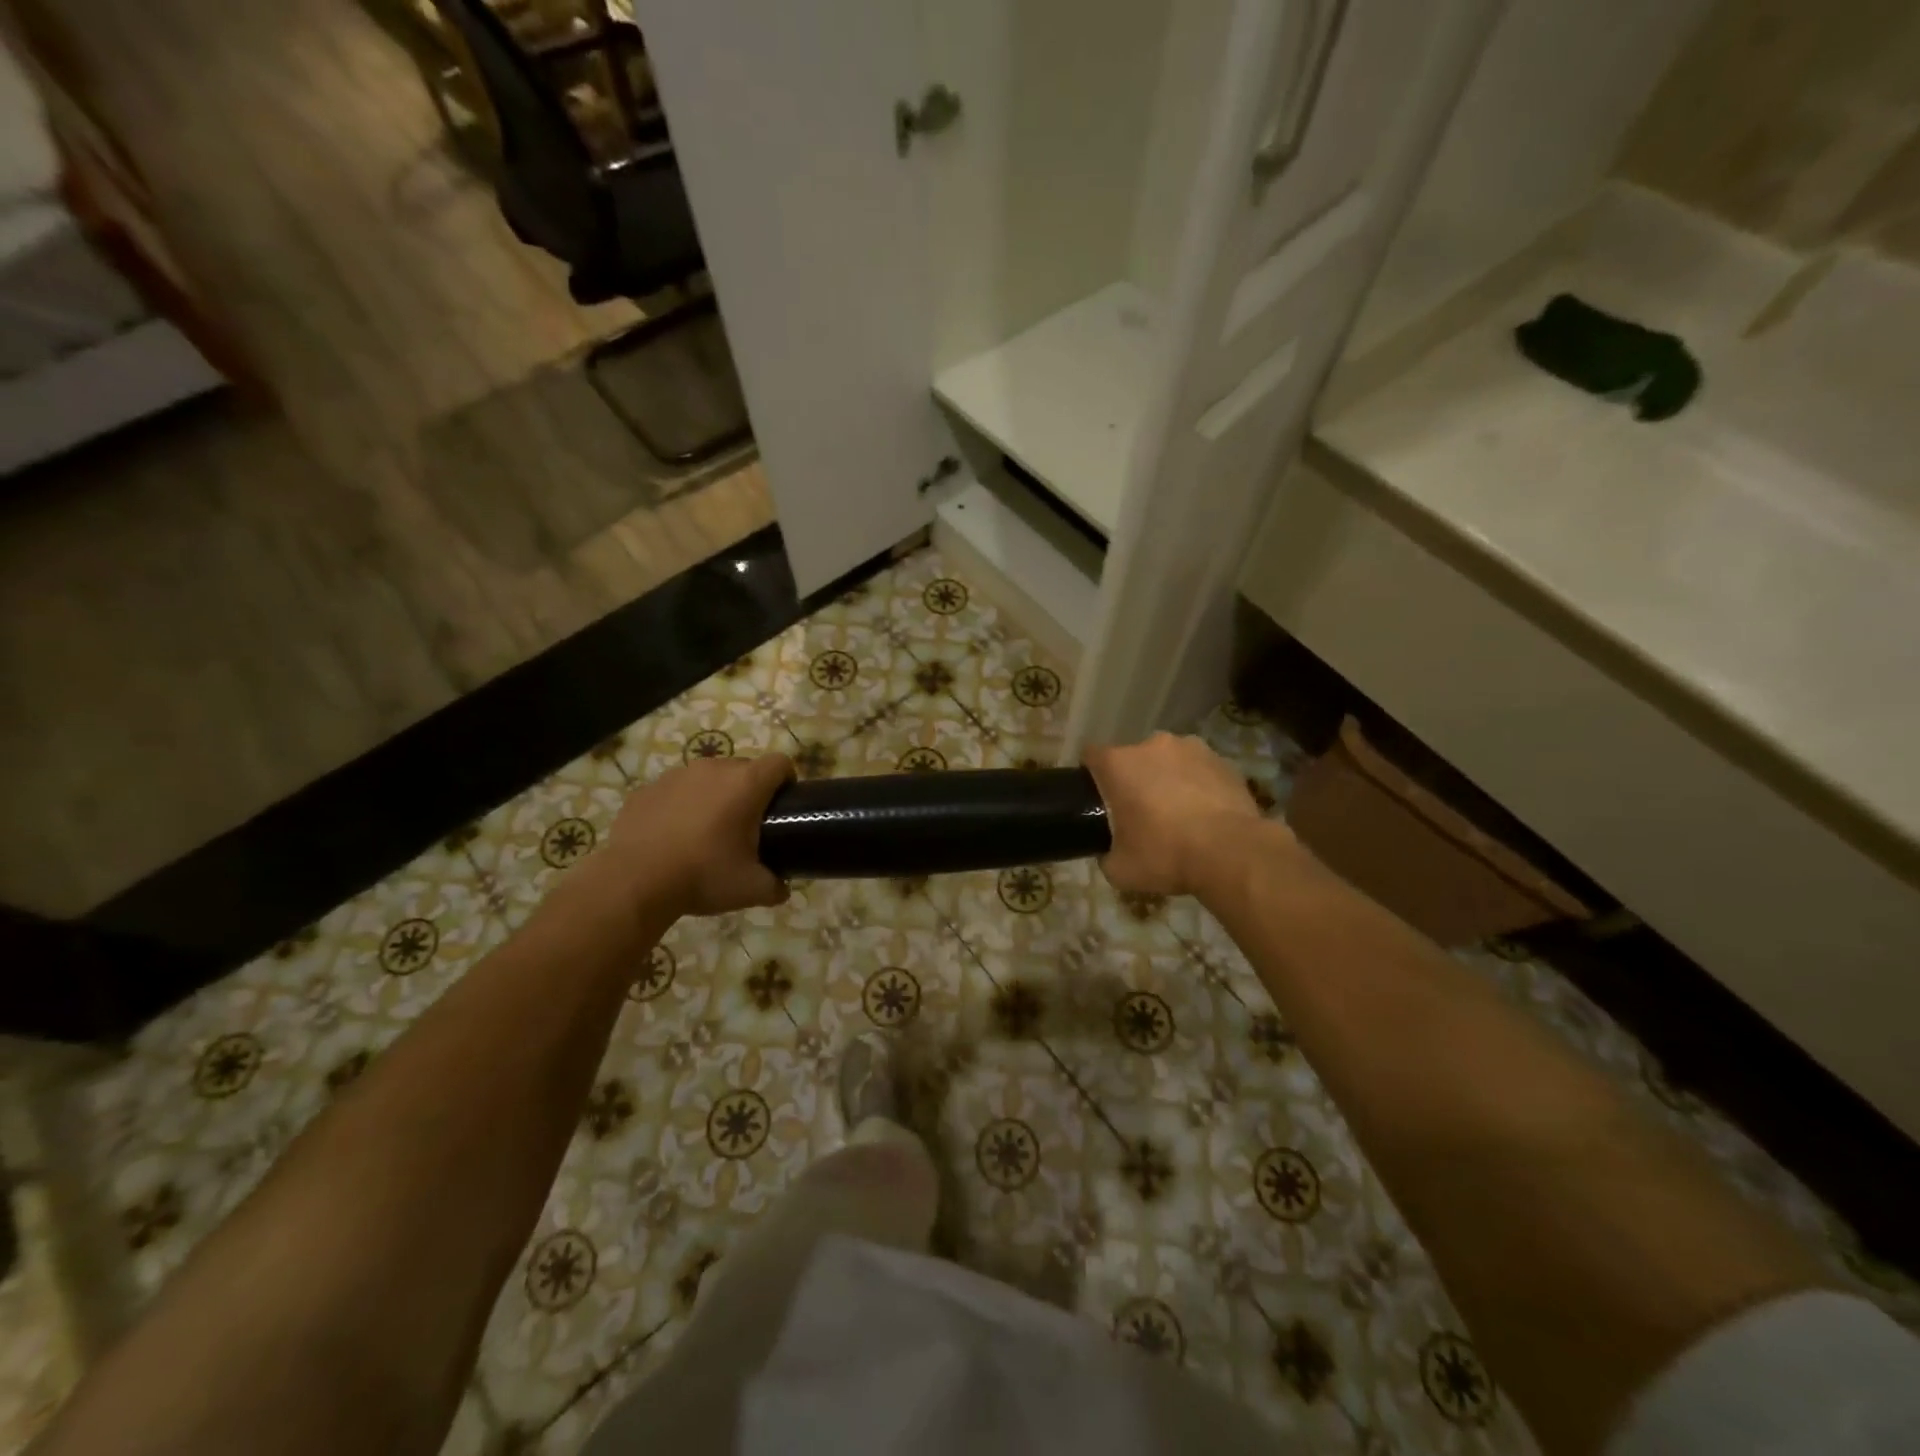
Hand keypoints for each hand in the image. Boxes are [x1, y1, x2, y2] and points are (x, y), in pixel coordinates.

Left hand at [604, 753, 794, 917]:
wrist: (635, 882)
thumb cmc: (703, 876)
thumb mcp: (751, 889)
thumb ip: (776, 885)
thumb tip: (782, 888)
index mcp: (746, 784)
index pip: (780, 763)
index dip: (787, 781)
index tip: (783, 807)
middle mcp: (713, 769)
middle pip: (744, 768)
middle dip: (749, 791)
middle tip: (745, 827)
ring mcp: (676, 776)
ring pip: (707, 777)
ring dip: (714, 796)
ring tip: (706, 831)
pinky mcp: (646, 789)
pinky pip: (674, 791)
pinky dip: (680, 806)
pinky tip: (672, 836)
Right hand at [1083, 733, 1274, 897]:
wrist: (1232, 853)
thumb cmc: (1165, 855)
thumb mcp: (1119, 870)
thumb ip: (1106, 854)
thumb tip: (1111, 851)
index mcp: (1118, 763)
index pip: (1091, 756)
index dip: (1090, 775)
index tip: (1096, 798)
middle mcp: (1152, 745)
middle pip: (1133, 758)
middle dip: (1134, 779)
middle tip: (1140, 812)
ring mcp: (1192, 748)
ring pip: (1169, 760)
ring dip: (1167, 778)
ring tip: (1178, 812)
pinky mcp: (1223, 761)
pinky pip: (1200, 770)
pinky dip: (1198, 785)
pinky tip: (1205, 813)